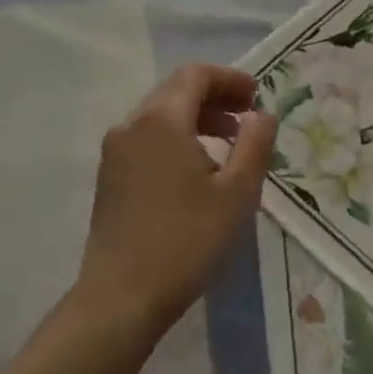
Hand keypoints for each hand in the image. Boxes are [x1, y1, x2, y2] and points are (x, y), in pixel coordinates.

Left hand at [78, 64, 276, 337]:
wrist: (121, 298)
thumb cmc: (187, 240)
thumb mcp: (238, 192)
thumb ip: (255, 144)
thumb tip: (263, 115)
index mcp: (161, 121)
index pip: (196, 76)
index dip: (231, 79)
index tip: (258, 96)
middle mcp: (131, 126)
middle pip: (175, 91)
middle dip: (215, 97)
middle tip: (249, 117)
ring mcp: (115, 153)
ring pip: (160, 116)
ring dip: (197, 118)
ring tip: (229, 143)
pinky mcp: (109, 178)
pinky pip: (147, 139)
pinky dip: (177, 138)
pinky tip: (198, 169)